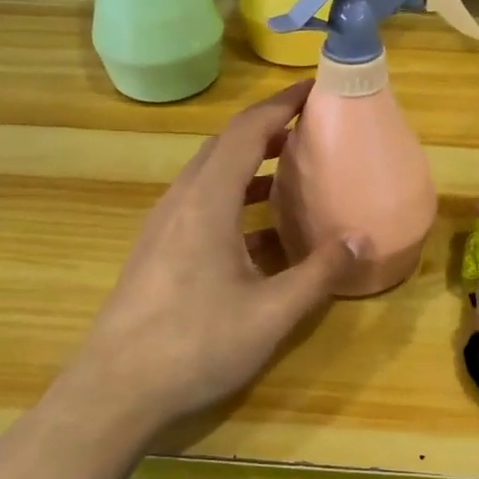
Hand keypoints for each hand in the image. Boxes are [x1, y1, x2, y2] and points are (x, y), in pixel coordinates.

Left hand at [59, 82, 360, 437]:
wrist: (115, 390)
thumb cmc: (196, 344)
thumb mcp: (271, 312)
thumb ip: (319, 272)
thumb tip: (363, 238)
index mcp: (207, 200)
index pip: (247, 131)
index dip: (282, 104)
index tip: (315, 88)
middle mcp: (181, 200)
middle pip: (226, 146)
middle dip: (269, 130)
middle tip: (312, 129)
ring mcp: (164, 225)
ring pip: (211, 176)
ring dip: (251, 166)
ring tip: (293, 172)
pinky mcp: (158, 250)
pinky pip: (201, 205)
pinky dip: (235, 200)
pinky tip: (261, 234)